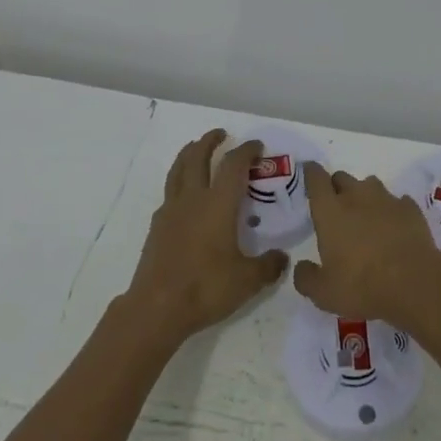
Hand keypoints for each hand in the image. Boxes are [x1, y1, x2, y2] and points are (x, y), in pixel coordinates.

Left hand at [123, 130, 289, 343]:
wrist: (158, 306)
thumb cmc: (206, 288)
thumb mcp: (247, 280)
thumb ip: (268, 266)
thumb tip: (282, 258)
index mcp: (219, 203)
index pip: (234, 165)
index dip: (246, 151)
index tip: (257, 146)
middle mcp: (194, 198)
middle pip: (199, 156)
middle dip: (210, 141)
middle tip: (221, 134)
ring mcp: (171, 209)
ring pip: (179, 169)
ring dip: (189, 153)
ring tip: (196, 148)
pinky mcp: (157, 224)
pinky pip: (169, 191)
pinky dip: (178, 181)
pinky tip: (184, 193)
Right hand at [293, 163, 440, 328]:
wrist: (415, 283)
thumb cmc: (362, 285)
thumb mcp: (324, 293)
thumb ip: (307, 278)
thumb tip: (300, 268)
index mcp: (330, 211)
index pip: (316, 179)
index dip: (311, 173)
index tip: (309, 171)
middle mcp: (356, 196)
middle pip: (342, 177)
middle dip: (336, 187)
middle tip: (336, 207)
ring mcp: (386, 200)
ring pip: (370, 185)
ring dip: (365, 195)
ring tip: (366, 216)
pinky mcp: (411, 209)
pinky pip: (398, 202)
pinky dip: (393, 210)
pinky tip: (395, 226)